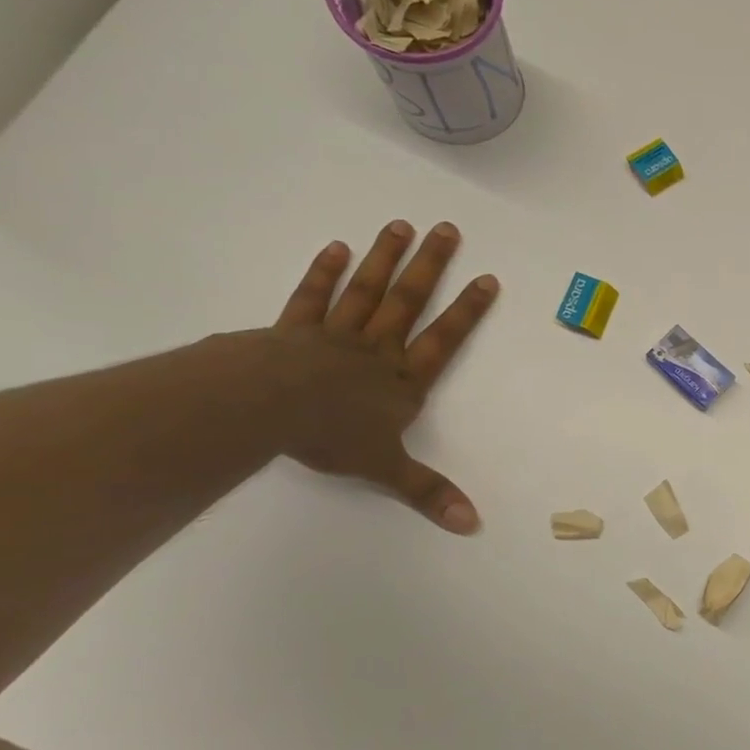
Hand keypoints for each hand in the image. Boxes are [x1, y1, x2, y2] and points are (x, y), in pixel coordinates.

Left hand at [270, 219, 498, 532]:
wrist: (262, 409)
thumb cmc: (329, 436)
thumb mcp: (385, 469)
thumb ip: (428, 492)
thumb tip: (472, 524)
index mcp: (402, 380)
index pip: (444, 339)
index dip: (467, 311)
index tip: (487, 278)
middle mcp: (376, 350)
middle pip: (408, 301)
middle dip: (430, 266)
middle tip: (447, 229)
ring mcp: (334, 335)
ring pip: (367, 291)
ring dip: (385, 258)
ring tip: (401, 225)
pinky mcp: (292, 330)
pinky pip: (312, 297)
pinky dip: (324, 273)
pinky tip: (337, 248)